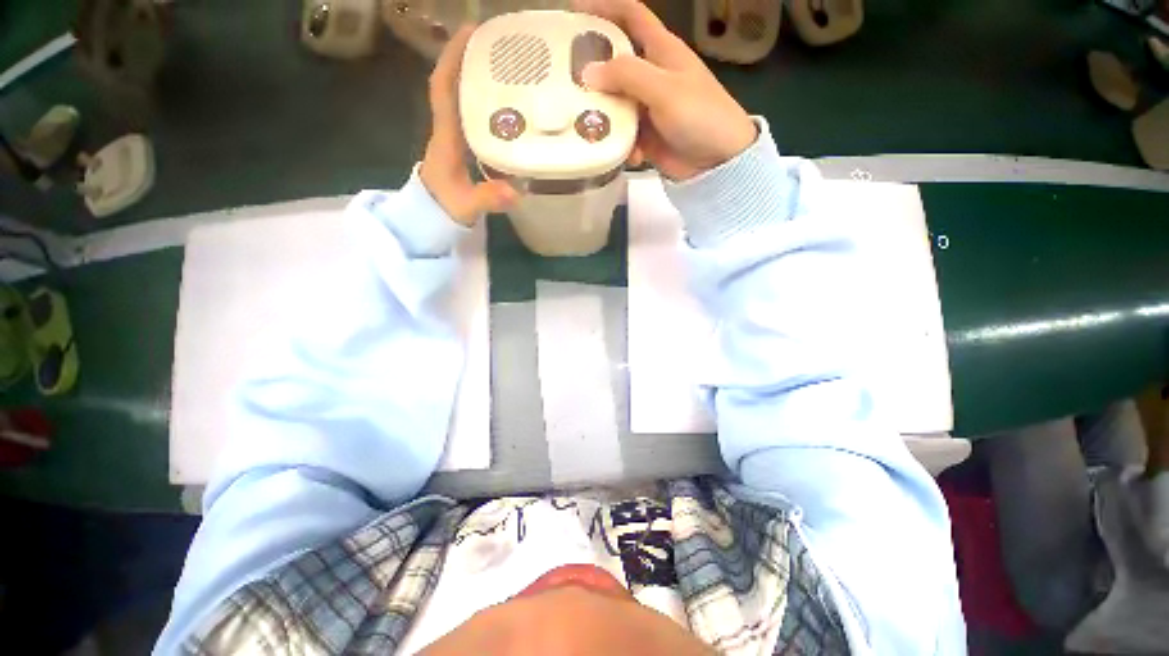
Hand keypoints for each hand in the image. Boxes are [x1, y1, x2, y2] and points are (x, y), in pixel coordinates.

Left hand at [420, 26, 517, 225]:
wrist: (431, 218)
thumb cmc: (445, 208)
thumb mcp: (466, 205)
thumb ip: (487, 198)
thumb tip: (516, 192)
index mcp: (446, 137)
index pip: (444, 89)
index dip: (453, 59)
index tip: (470, 32)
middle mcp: (449, 130)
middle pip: (456, 85)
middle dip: (471, 60)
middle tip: (501, 45)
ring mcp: (457, 139)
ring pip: (465, 100)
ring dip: (480, 79)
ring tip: (509, 67)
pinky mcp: (466, 149)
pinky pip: (475, 118)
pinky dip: (488, 105)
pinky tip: (509, 106)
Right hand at [575, 0, 757, 180]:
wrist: (718, 159)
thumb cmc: (699, 114)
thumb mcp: (664, 89)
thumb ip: (627, 76)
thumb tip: (589, 72)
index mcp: (661, 50)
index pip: (631, 16)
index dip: (605, 8)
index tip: (576, 13)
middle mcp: (651, 75)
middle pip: (615, 63)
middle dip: (593, 70)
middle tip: (566, 82)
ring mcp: (647, 107)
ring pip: (615, 103)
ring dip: (604, 116)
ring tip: (589, 127)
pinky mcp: (646, 135)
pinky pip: (624, 134)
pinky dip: (622, 144)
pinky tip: (629, 155)